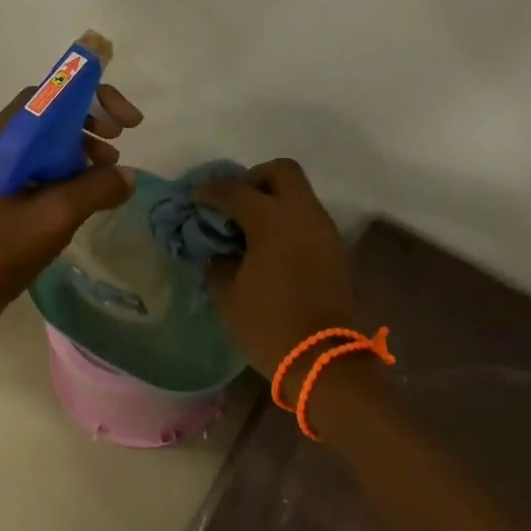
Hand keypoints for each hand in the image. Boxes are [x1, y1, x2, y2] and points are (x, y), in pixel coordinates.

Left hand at [0, 84, 141, 339]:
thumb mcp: (53, 218)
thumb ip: (95, 190)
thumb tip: (127, 177)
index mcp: (1, 138)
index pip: (51, 94)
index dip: (92, 97)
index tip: (126, 121)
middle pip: (51, 115)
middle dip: (90, 122)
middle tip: (121, 141)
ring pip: (48, 144)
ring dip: (82, 150)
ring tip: (109, 173)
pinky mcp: (1, 194)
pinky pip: (41, 170)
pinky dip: (69, 174)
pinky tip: (87, 198)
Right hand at [193, 160, 356, 374]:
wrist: (323, 359)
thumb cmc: (268, 325)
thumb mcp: (227, 294)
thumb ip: (218, 260)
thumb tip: (218, 248)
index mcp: (272, 220)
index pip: (235, 190)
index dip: (210, 191)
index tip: (195, 199)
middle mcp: (303, 214)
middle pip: (282, 171)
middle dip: (254, 179)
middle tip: (235, 205)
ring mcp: (324, 230)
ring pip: (299, 195)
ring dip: (274, 202)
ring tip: (250, 230)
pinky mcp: (335, 250)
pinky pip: (308, 219)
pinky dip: (289, 222)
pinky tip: (271, 249)